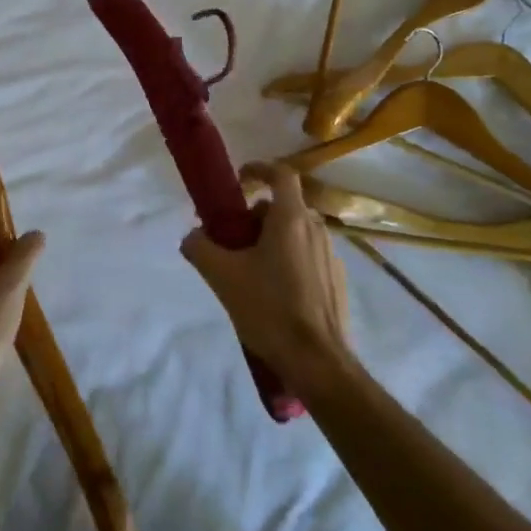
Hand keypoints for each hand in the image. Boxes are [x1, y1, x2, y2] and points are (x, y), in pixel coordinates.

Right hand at [182, 163, 350, 381]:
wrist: (317, 362)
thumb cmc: (269, 309)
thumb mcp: (221, 276)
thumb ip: (199, 247)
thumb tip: (192, 237)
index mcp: (291, 219)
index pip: (281, 174)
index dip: (259, 169)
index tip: (240, 179)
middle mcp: (315, 229)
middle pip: (284, 207)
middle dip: (256, 217)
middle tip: (233, 241)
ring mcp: (331, 255)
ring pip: (296, 233)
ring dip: (272, 240)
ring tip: (251, 271)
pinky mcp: (338, 280)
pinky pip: (309, 256)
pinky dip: (290, 261)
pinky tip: (275, 294)